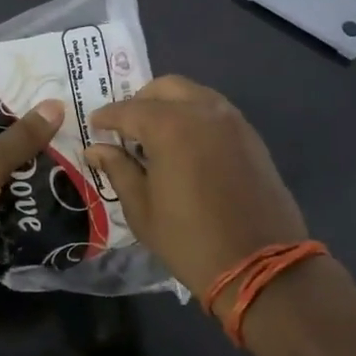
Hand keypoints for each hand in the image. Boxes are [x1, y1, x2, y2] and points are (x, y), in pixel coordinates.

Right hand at [85, 76, 313, 307]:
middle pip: (164, 88)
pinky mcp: (251, 136)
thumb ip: (118, 169)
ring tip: (156, 136)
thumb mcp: (142, 209)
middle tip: (126, 128)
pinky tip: (186, 146)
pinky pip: (215, 111)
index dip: (107, 117)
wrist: (261, 267)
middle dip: (140, 101)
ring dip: (170, 105)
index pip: (128, 110)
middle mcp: (203, 112)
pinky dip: (195, 116)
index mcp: (170, 127)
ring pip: (194, 94)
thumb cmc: (190, 241)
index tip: (94, 125)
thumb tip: (96, 149)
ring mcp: (232, 121)